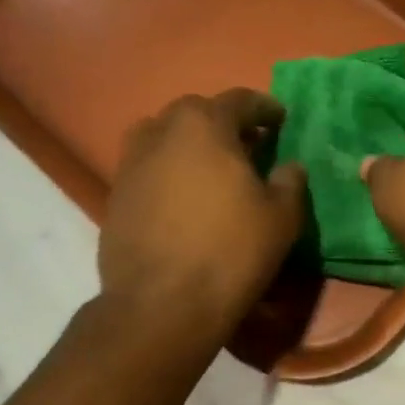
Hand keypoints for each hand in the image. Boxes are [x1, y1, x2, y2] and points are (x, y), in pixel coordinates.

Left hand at [99, 90, 307, 344]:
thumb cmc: (230, 251)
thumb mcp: (281, 217)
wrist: (161, 304)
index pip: (239, 100)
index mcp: (204, 124)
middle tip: (247, 145)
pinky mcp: (115, 196)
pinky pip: (148, 170)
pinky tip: (184, 200)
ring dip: (190, 146)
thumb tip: (289, 166)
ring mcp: (131, 163)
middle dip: (224, 123)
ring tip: (210, 170)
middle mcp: (160, 132)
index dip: (264, 108)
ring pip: (165, 139)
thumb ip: (289, 182)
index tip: (279, 119)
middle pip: (196, 114)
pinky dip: (169, 174)